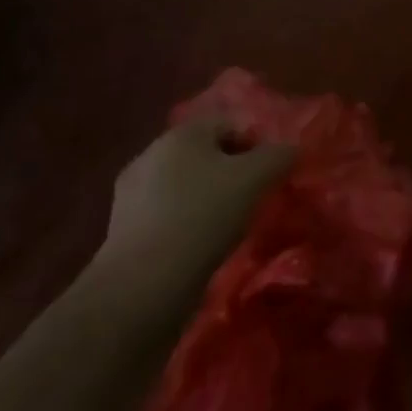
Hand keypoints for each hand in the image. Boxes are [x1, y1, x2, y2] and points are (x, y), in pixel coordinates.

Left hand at [101, 118, 294, 287]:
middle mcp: (151, 153)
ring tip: (228, 227)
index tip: (269, 175)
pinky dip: (187, 224)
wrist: (142, 287)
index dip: (256, 144)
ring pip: (186, 185)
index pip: (230, 123)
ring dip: (208, 199)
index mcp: (182, 133)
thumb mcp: (257, 177)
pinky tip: (200, 246)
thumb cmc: (204, 216)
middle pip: (206, 153)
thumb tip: (290, 150)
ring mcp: (131, 194)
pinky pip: (168, 214)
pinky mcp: (122, 231)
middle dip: (231, 171)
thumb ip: (280, 155)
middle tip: (252, 198)